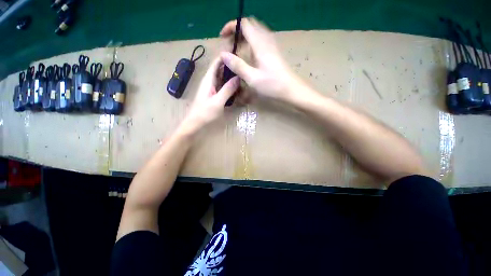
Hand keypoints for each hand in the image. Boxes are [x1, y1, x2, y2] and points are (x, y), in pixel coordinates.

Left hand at [180, 57, 239, 133]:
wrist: (195, 123)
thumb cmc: (205, 113)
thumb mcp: (218, 101)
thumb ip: (227, 89)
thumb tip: (238, 77)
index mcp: (208, 80)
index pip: (217, 63)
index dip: (226, 57)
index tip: (238, 54)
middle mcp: (209, 81)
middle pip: (219, 69)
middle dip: (230, 66)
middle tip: (243, 66)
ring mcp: (211, 88)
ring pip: (221, 77)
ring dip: (230, 75)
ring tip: (242, 74)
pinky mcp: (212, 94)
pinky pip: (221, 85)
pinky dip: (228, 84)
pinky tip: (236, 86)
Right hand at [220, 18, 302, 100]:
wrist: (291, 89)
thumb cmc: (272, 85)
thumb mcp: (252, 78)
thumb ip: (238, 65)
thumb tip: (223, 54)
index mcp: (260, 44)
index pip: (244, 24)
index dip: (231, 26)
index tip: (222, 37)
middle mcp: (266, 40)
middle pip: (250, 25)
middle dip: (237, 31)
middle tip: (230, 45)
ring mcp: (272, 45)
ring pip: (256, 32)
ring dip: (244, 37)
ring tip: (237, 50)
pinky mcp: (274, 52)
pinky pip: (261, 40)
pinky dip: (251, 43)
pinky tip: (249, 55)